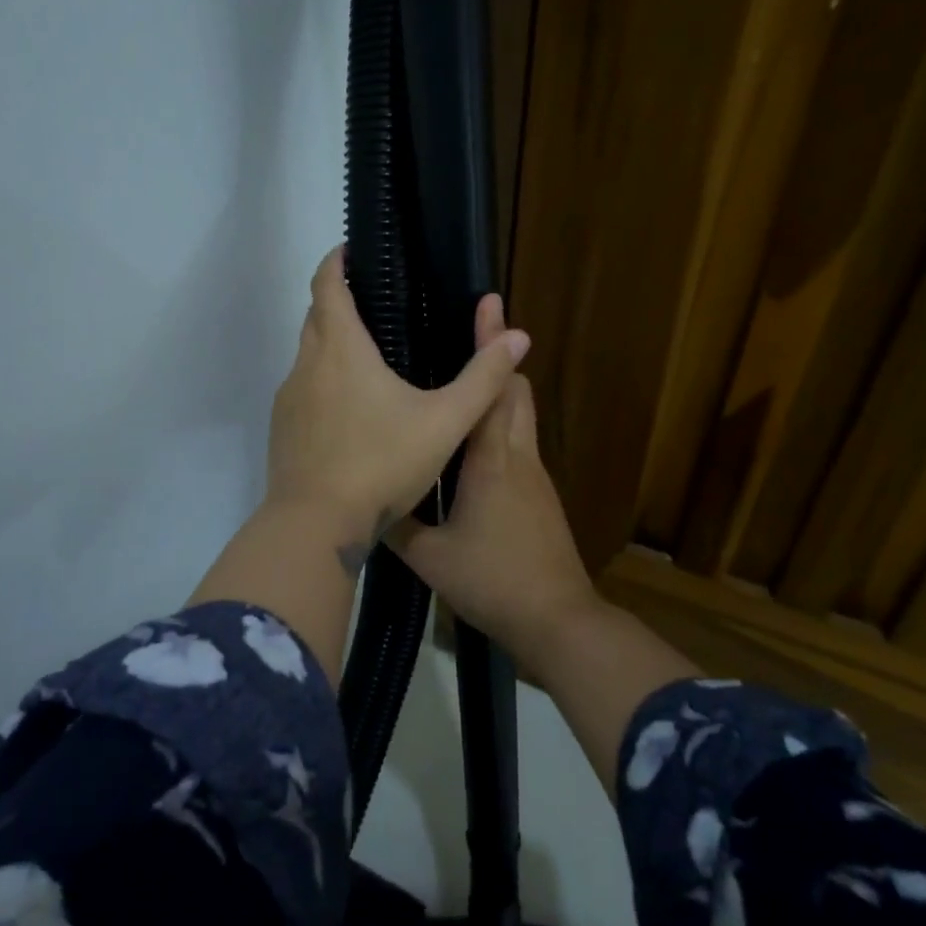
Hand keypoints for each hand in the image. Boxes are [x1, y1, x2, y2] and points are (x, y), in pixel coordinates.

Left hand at [266, 247, 530, 564]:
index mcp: (341, 349)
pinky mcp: (282, 431)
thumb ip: (483, 379)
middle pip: (315, 317)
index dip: (334, 261)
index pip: (326, 285)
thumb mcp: (445, 422)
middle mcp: (306, 366)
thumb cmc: (381, 464)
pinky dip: (322, 384)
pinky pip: (302, 391)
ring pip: (306, 356)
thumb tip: (517, 336)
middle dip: (336, 301)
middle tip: (372, 304)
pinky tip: (349, 413)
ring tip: (367, 358)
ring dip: (329, 345)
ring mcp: (288, 400)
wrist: (316, 525)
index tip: (349, 250)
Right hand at [387, 304, 598, 665]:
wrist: (557, 619)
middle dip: (497, 360)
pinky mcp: (541, 496)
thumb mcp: (429, 557)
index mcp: (492, 459)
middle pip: (517, 391)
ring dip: (498, 393)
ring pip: (520, 416)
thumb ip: (396, 525)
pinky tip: (469, 447)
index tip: (486, 306)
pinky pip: (519, 444)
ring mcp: (535, 476)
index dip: (490, 344)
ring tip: (460, 386)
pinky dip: (499, 426)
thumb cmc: (493, 580)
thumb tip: (367, 502)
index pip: (493, 386)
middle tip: (467, 338)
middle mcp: (519, 456)